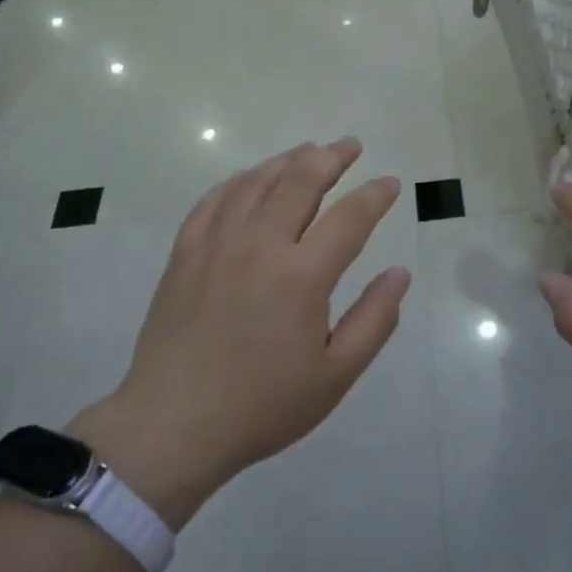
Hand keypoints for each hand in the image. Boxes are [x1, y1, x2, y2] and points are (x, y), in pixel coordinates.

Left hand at [71, 138, 409, 527]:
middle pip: (300, 182)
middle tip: (351, 145)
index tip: (390, 183)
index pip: (350, 217)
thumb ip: (374, 320)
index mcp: (302, 276)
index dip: (375, 195)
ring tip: (308, 151)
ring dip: (287, 160)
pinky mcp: (185, 254)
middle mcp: (260, 246)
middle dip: (331, 157)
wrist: (172, 426)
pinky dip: (238, 181)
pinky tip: (250, 178)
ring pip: (256, 182)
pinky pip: (213, 200)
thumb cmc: (262, 406)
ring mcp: (216, 245)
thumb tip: (399, 273)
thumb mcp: (335, 375)